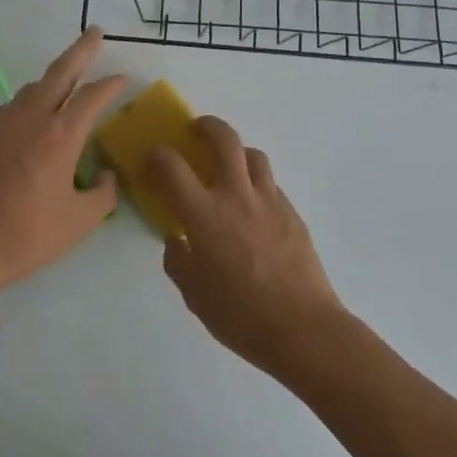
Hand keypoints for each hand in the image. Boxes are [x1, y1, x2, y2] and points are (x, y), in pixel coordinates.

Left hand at [0, 27, 125, 295]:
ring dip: (55, 76)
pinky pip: (15, 104)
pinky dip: (33, 98)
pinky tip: (37, 113)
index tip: (125, 79)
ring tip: (70, 78)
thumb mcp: (80, 221)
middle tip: (95, 33)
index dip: (111, 84)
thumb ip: (103, 194)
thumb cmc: (28, 235)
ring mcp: (4, 122)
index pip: (92, 96)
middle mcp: (33, 118)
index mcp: (61, 136)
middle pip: (60, 71)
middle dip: (81, 49)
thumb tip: (106, 176)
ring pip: (35, 86)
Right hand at [150, 118, 347, 374]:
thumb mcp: (194, 294)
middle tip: (196, 131)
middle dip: (206, 126)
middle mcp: (236, 196)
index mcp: (204, 214)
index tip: (152, 160)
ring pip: (253, 155)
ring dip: (236, 152)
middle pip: (223, 139)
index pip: (172, 166)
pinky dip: (256, 183)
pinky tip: (252, 207)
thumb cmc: (241, 315)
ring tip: (228, 166)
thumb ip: (178, 261)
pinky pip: (271, 184)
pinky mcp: (293, 214)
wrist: (304, 329)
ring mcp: (270, 201)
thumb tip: (177, 241)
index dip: (157, 156)